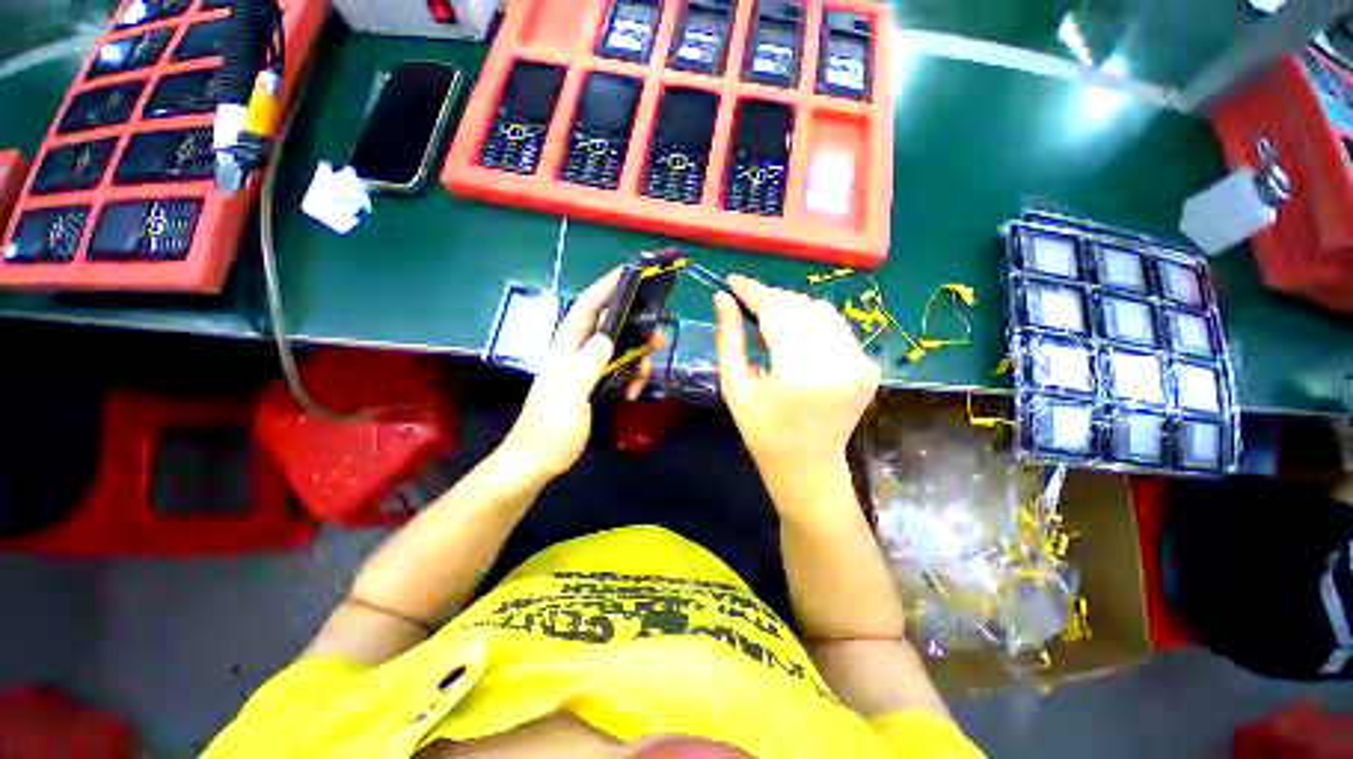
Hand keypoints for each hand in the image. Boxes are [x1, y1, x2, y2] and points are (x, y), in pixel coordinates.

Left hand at [500, 269, 651, 480]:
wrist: (537, 460)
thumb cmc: (550, 428)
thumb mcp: (571, 393)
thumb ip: (588, 362)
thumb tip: (608, 335)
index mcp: (566, 349)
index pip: (587, 309)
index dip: (605, 288)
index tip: (629, 273)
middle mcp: (576, 353)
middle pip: (609, 327)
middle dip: (634, 328)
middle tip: (657, 335)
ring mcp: (585, 370)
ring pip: (618, 351)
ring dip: (636, 359)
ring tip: (647, 374)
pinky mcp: (592, 386)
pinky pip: (618, 372)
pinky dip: (630, 378)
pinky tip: (633, 394)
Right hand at [715, 275, 879, 487]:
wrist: (808, 466)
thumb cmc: (762, 431)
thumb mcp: (735, 386)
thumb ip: (728, 339)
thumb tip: (722, 298)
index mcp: (799, 373)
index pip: (777, 312)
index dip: (754, 291)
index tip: (734, 281)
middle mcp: (837, 362)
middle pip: (801, 307)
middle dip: (771, 299)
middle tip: (747, 302)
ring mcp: (860, 363)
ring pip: (822, 311)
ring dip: (793, 308)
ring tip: (769, 319)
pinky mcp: (869, 366)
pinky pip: (837, 327)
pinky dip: (813, 322)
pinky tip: (796, 335)